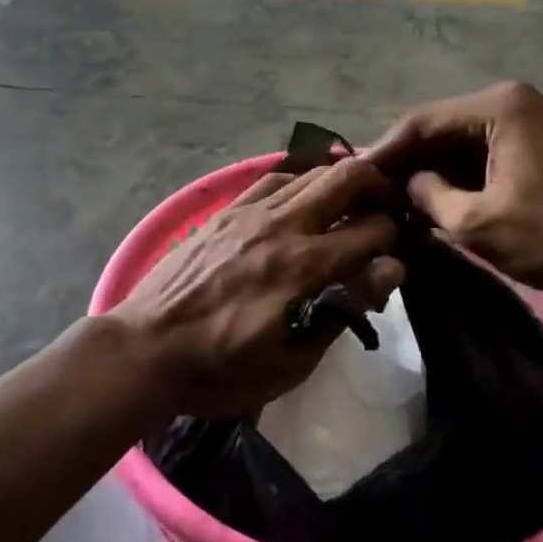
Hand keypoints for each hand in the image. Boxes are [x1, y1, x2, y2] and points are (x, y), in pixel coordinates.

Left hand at [110, 158, 405, 421]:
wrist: (145, 348)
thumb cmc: (221, 369)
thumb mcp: (291, 362)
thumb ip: (342, 310)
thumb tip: (389, 269)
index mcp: (304, 267)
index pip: (372, 230)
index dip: (395, 236)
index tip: (397, 249)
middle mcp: (282, 226)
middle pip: (346, 177)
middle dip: (378, 185)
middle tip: (387, 207)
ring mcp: (250, 212)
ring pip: (310, 171)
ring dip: (341, 180)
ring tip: (351, 200)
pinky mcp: (225, 211)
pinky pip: (273, 180)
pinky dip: (299, 181)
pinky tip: (302, 198)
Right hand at [368, 82, 542, 300]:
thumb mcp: (478, 223)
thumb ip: (430, 196)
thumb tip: (408, 184)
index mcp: (501, 105)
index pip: (424, 120)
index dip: (386, 149)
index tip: (355, 174)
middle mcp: (521, 98)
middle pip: (447, 125)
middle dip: (411, 158)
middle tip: (376, 188)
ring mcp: (542, 117)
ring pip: (470, 138)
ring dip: (438, 166)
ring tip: (402, 195)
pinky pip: (495, 148)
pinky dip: (468, 170)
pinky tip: (445, 194)